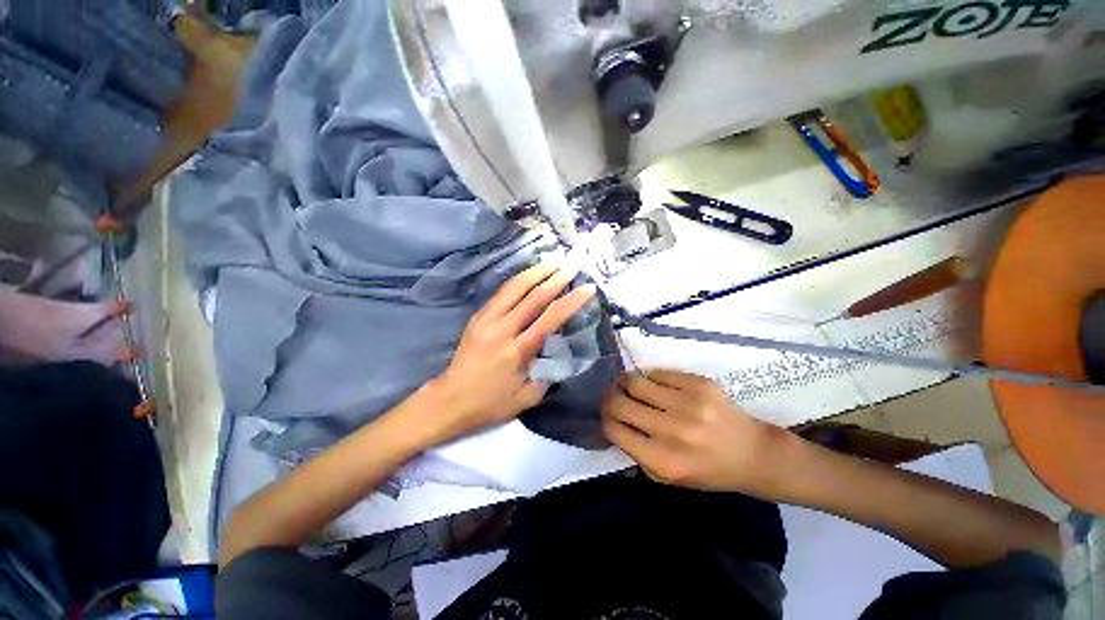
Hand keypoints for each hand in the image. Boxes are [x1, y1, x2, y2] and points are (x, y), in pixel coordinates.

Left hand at [422, 263, 596, 443]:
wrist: (450, 400)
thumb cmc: (491, 403)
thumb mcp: (527, 398)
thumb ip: (548, 374)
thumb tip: (559, 352)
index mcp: (518, 350)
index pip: (551, 317)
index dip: (572, 301)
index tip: (588, 288)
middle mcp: (503, 328)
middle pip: (534, 296)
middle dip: (556, 278)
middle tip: (572, 265)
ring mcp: (487, 319)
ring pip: (514, 287)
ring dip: (536, 272)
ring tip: (552, 261)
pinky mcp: (478, 317)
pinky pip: (501, 293)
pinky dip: (518, 280)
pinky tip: (528, 275)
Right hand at [602, 370, 784, 493]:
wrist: (752, 453)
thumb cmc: (706, 470)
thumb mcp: (667, 478)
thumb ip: (636, 454)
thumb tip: (612, 422)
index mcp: (664, 461)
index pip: (614, 429)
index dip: (605, 419)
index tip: (607, 414)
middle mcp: (674, 431)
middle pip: (620, 402)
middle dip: (610, 397)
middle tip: (612, 395)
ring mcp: (688, 404)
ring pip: (636, 381)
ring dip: (626, 382)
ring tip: (627, 384)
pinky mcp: (700, 384)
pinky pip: (658, 372)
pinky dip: (650, 377)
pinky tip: (654, 384)